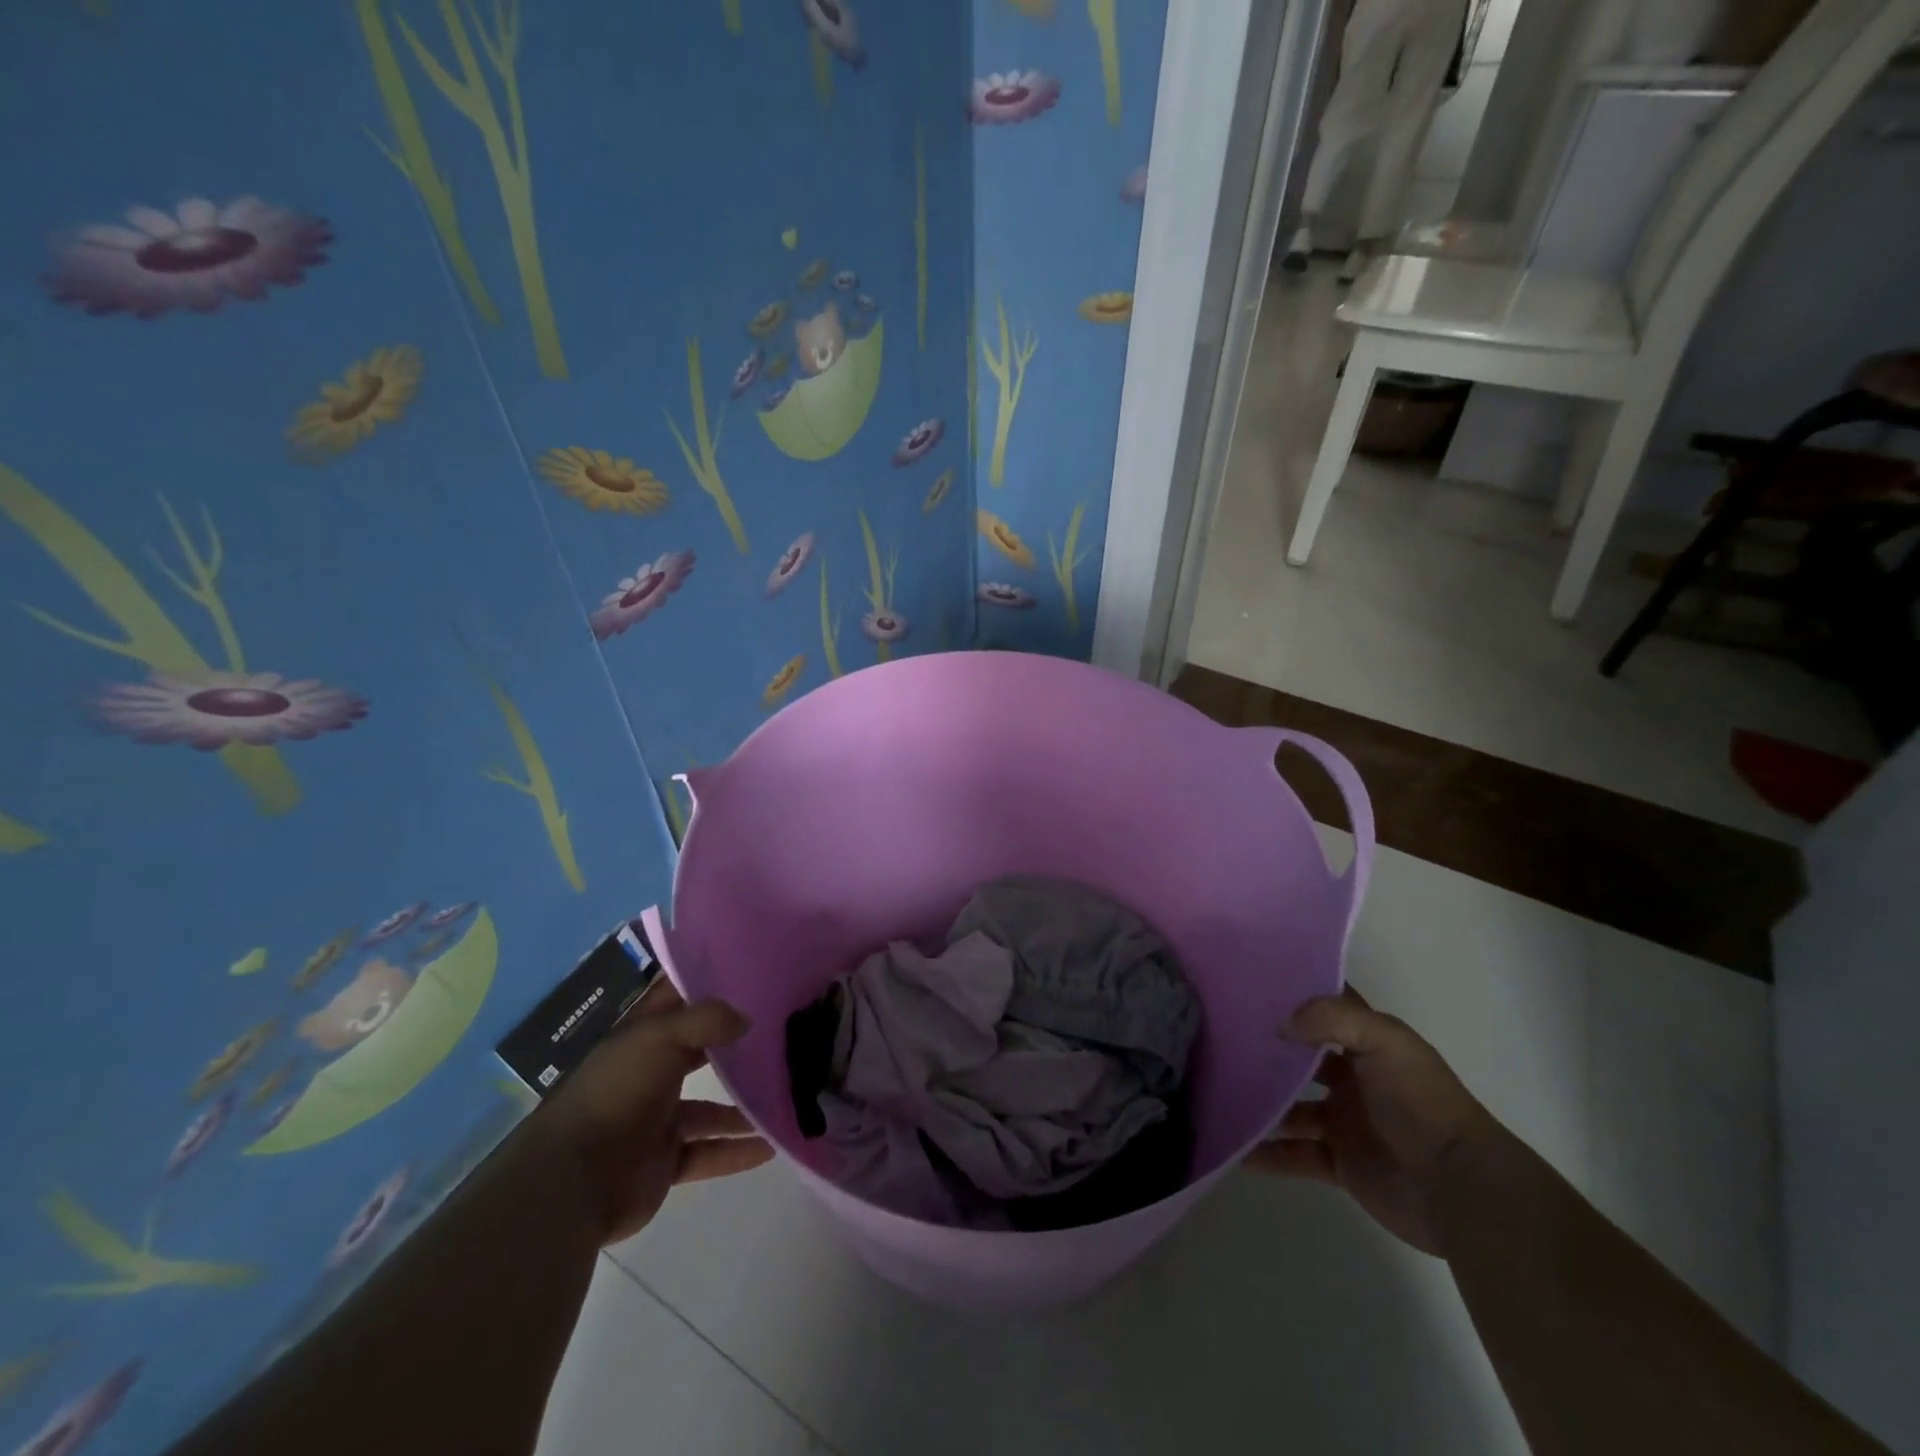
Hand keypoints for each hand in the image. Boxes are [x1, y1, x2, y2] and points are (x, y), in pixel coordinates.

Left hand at [539, 983, 773, 1244]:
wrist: (572, 1181)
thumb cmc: (616, 1093)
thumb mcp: (660, 1038)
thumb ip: (706, 1021)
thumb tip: (747, 1019)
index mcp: (641, 1038)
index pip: (675, 1000)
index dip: (704, 983)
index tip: (746, 970)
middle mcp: (649, 1074)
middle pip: (697, 1052)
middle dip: (733, 1044)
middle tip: (780, 1031)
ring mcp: (656, 1120)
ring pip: (709, 1108)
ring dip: (743, 1105)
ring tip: (786, 1095)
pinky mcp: (664, 1162)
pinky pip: (709, 1152)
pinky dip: (737, 1150)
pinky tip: (772, 1146)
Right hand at [1245, 987, 1502, 1257]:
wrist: (1460, 1189)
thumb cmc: (1422, 1104)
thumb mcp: (1384, 1042)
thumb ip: (1332, 1019)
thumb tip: (1280, 1025)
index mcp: (1367, 1044)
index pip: (1326, 1007)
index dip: (1293, 992)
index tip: (1248, 980)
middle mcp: (1353, 1078)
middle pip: (1300, 1057)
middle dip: (1266, 1049)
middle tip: (1218, 1037)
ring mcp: (1345, 1122)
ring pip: (1290, 1108)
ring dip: (1261, 1103)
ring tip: (1219, 1093)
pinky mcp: (1341, 1163)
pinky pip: (1295, 1154)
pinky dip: (1267, 1153)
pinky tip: (1236, 1149)